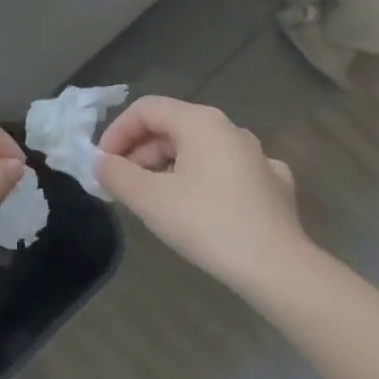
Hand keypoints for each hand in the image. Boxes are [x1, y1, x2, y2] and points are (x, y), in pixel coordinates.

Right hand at [95, 96, 307, 288]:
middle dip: (140, 153)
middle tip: (122, 185)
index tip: (102, 163)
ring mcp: (257, 156)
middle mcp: (230, 129)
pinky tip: (200, 205)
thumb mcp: (148, 198)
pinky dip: (203, 181)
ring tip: (153, 199)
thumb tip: (100, 163)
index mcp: (200, 122)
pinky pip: (226, 171)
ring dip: (167, 167)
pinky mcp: (273, 185)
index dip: (116, 132)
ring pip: (198, 150)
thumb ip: (116, 174)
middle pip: (172, 127)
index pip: (146, 109)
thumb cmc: (207, 223)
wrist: (278, 269)